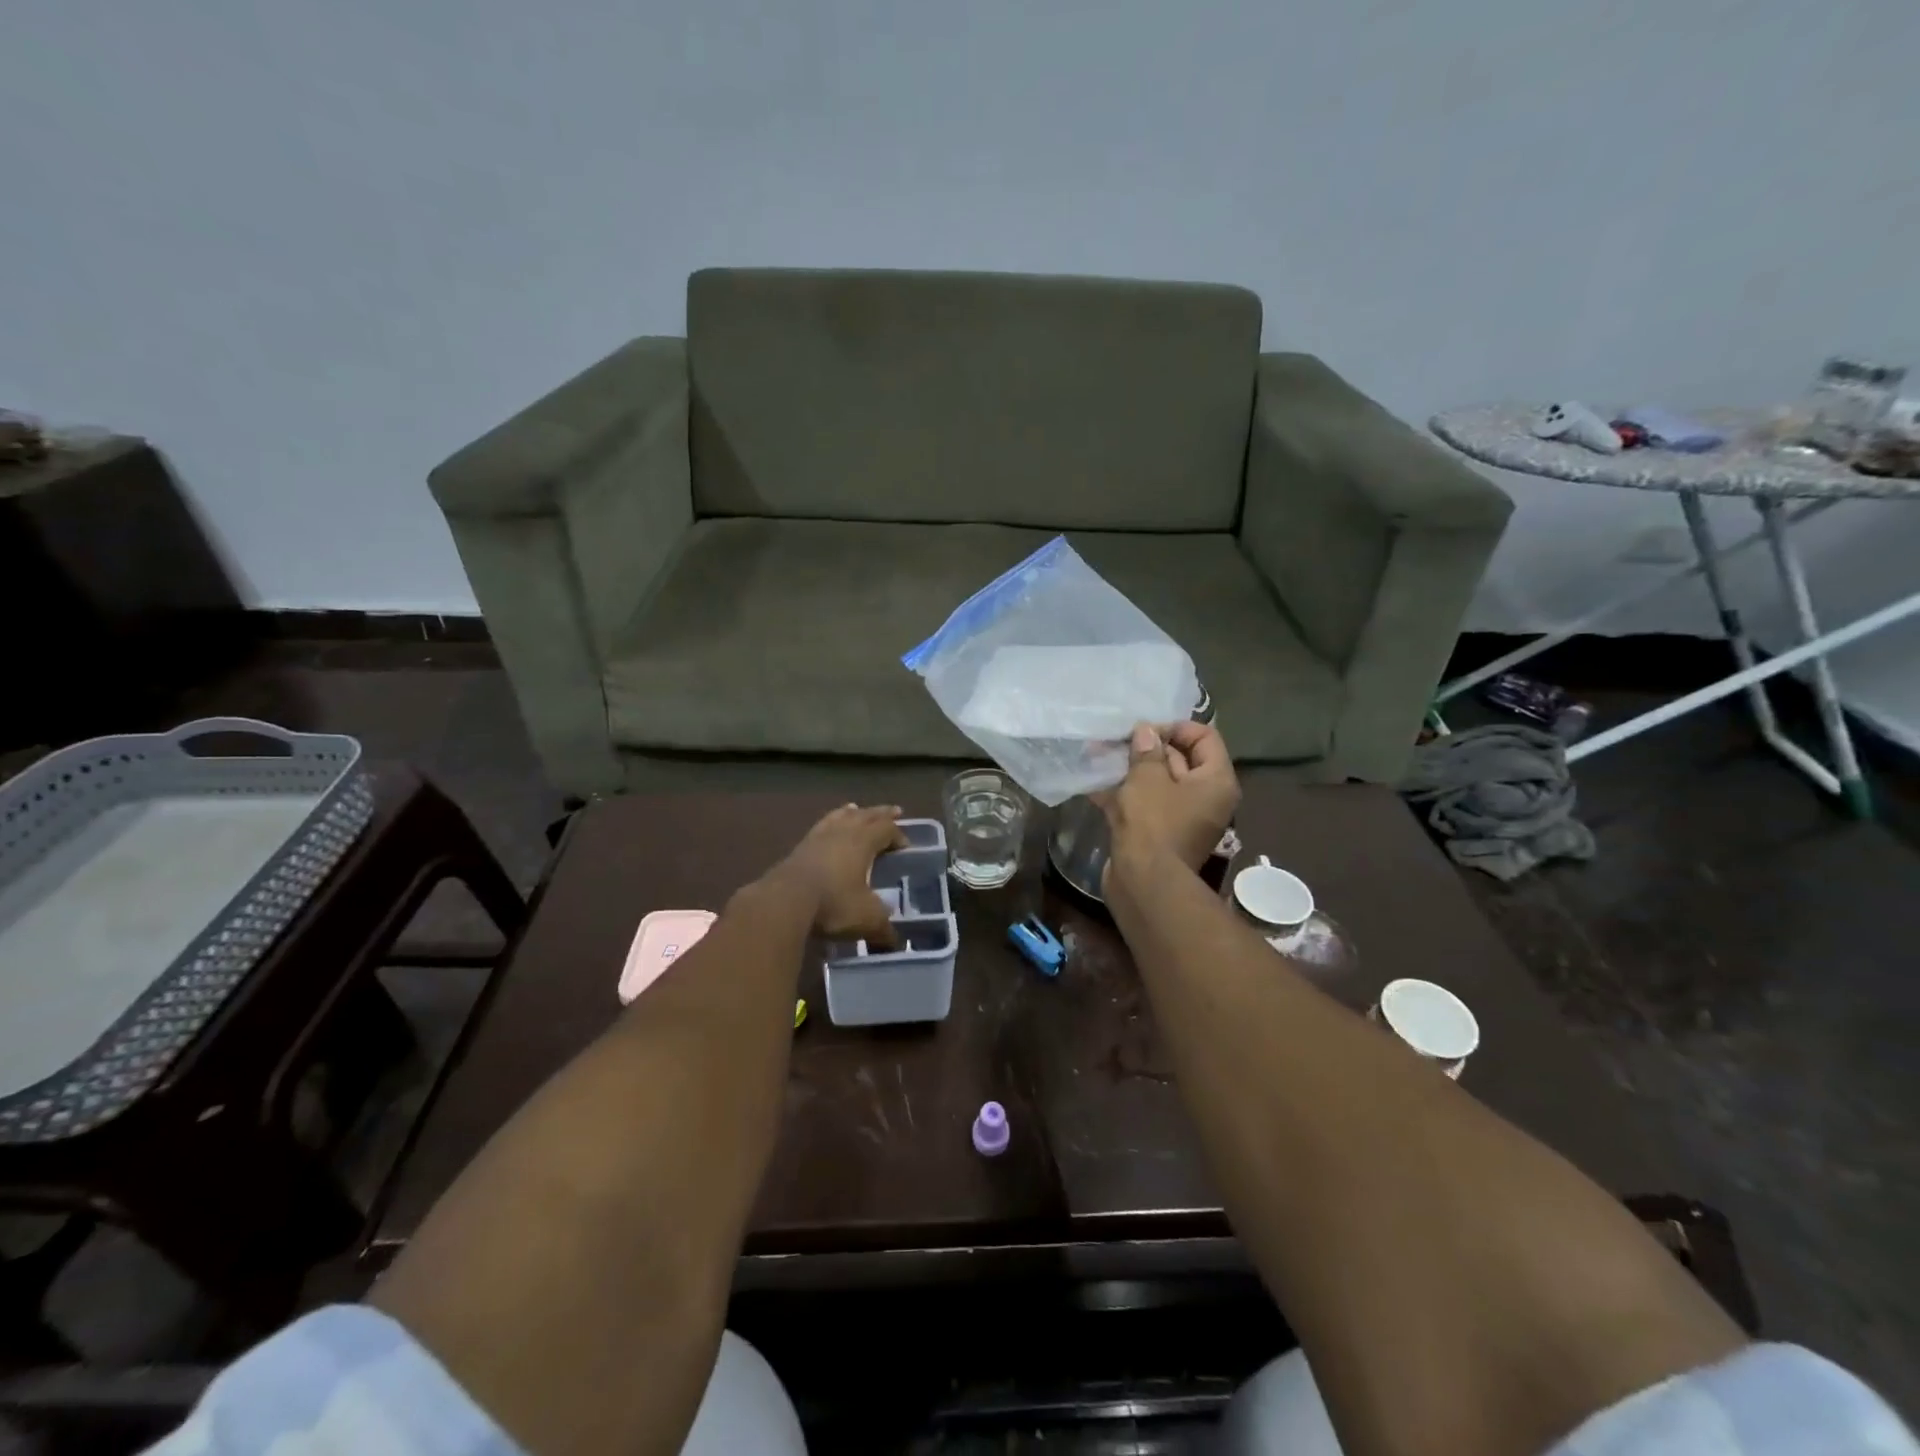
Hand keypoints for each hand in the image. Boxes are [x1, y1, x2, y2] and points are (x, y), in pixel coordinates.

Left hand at [767, 804, 908, 948]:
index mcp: (863, 842)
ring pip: (841, 816)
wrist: (784, 903)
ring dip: (853, 813)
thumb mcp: (866, 919)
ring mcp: (818, 837)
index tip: (906, 847)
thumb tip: (894, 941)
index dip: (899, 835)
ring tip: (857, 809)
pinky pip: (821, 826)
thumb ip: (883, 927)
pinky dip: (830, 822)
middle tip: (894, 810)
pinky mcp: (799, 847)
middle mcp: (843, 832)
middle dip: (881, 814)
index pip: (887, 829)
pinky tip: (827, 827)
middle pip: (866, 815)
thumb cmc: (833, 904)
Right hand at [1100, 721, 1239, 875]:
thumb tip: (1146, 732)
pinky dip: (1124, 794)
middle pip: (1181, 759)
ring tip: (1101, 757)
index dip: (1174, 728)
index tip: (1144, 731)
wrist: (1143, 882)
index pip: (1204, 737)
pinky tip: (1095, 785)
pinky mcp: (1161, 834)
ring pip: (1159, 783)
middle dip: (1148, 748)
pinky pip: (1146, 805)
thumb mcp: (1147, 778)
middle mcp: (1207, 798)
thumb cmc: (1153, 822)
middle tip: (1117, 741)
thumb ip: (1147, 750)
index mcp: (1216, 781)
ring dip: (1132, 770)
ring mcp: (1183, 818)